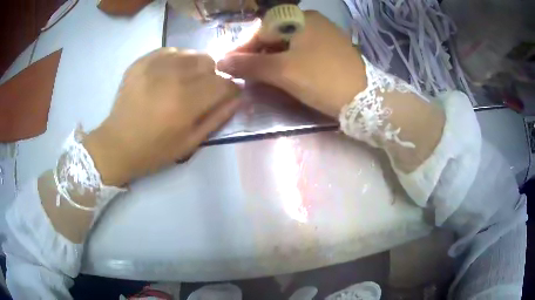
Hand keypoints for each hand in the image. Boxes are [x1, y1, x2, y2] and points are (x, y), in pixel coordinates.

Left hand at [84, 48, 239, 185]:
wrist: (117, 144)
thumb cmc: (154, 150)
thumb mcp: (190, 143)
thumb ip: (217, 118)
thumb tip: (237, 97)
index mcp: (186, 102)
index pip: (224, 83)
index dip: (231, 88)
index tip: (227, 94)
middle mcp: (173, 77)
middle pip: (209, 62)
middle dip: (213, 76)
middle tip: (203, 90)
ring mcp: (155, 66)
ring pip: (191, 53)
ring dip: (196, 66)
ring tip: (186, 81)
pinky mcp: (141, 62)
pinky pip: (171, 50)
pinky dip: (177, 60)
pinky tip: (169, 74)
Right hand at [217, 11, 365, 117]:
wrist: (365, 100)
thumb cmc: (322, 79)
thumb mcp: (282, 71)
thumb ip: (249, 65)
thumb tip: (220, 62)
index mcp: (300, 18)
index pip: (262, 30)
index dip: (243, 48)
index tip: (229, 65)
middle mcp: (312, 21)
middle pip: (275, 36)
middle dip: (257, 54)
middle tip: (244, 73)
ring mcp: (324, 35)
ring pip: (288, 44)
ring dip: (271, 59)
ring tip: (260, 76)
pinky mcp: (332, 50)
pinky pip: (302, 51)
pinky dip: (288, 62)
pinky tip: (282, 74)